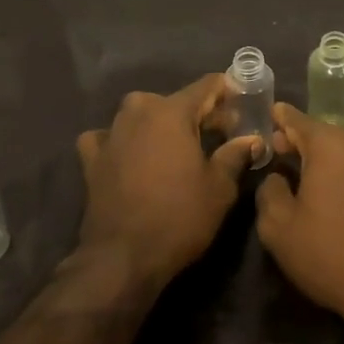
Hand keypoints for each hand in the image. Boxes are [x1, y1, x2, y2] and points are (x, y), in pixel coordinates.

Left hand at [75, 75, 259, 290]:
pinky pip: (110, 137)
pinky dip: (123, 142)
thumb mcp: (219, 188)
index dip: (229, 92)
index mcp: (172, 111)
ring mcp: (111, 132)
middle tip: (220, 135)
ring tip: (179, 148)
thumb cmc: (178, 217)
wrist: (121, 258)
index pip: (207, 86)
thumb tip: (251, 140)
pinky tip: (130, 156)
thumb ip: (236, 155)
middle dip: (199, 113)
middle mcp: (139, 111)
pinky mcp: (91, 158)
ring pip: (142, 115)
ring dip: (162, 125)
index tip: (243, 105)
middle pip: (176, 101)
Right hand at [255, 103, 343, 320]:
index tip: (269, 114)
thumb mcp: (279, 227)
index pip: (297, 119)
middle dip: (302, 142)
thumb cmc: (329, 252)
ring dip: (327, 160)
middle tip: (281, 153)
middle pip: (324, 134)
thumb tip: (277, 177)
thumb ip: (269, 191)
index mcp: (330, 144)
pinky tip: (339, 196)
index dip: (280, 118)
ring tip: (309, 178)